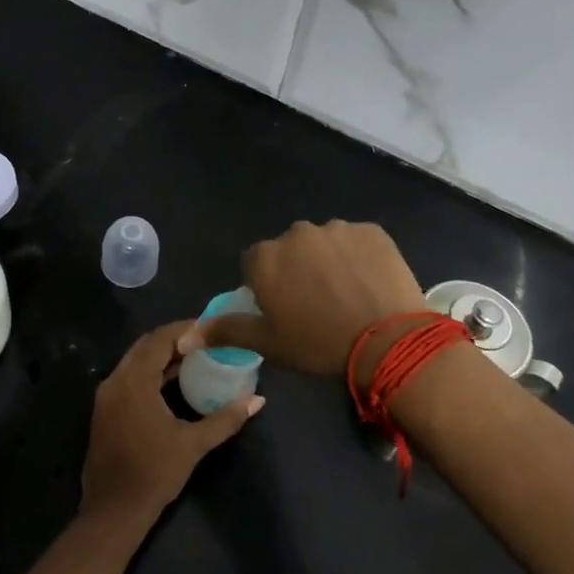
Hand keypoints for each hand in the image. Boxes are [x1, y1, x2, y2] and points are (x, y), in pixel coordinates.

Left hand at [80, 321, 263, 527]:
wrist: (114, 510)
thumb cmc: (154, 473)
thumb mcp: (194, 444)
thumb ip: (225, 419)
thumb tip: (258, 400)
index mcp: (133, 382)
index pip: (158, 339)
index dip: (184, 329)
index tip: (209, 327)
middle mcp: (114, 381)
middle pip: (144, 346)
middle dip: (172, 339)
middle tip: (203, 340)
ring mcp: (105, 396)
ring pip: (134, 362)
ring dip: (160, 356)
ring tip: (193, 357)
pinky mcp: (104, 411)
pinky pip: (127, 378)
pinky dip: (149, 372)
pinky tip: (171, 382)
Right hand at [184, 220, 428, 379]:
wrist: (388, 341)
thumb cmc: (318, 344)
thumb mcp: (268, 343)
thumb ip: (226, 331)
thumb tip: (186, 336)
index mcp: (265, 258)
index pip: (255, 264)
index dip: (268, 286)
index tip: (285, 309)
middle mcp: (296, 234)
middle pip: (289, 250)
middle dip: (298, 269)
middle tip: (317, 304)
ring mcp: (336, 228)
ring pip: (324, 243)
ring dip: (329, 261)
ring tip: (348, 294)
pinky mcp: (371, 230)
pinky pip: (357, 241)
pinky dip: (359, 257)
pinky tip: (369, 283)